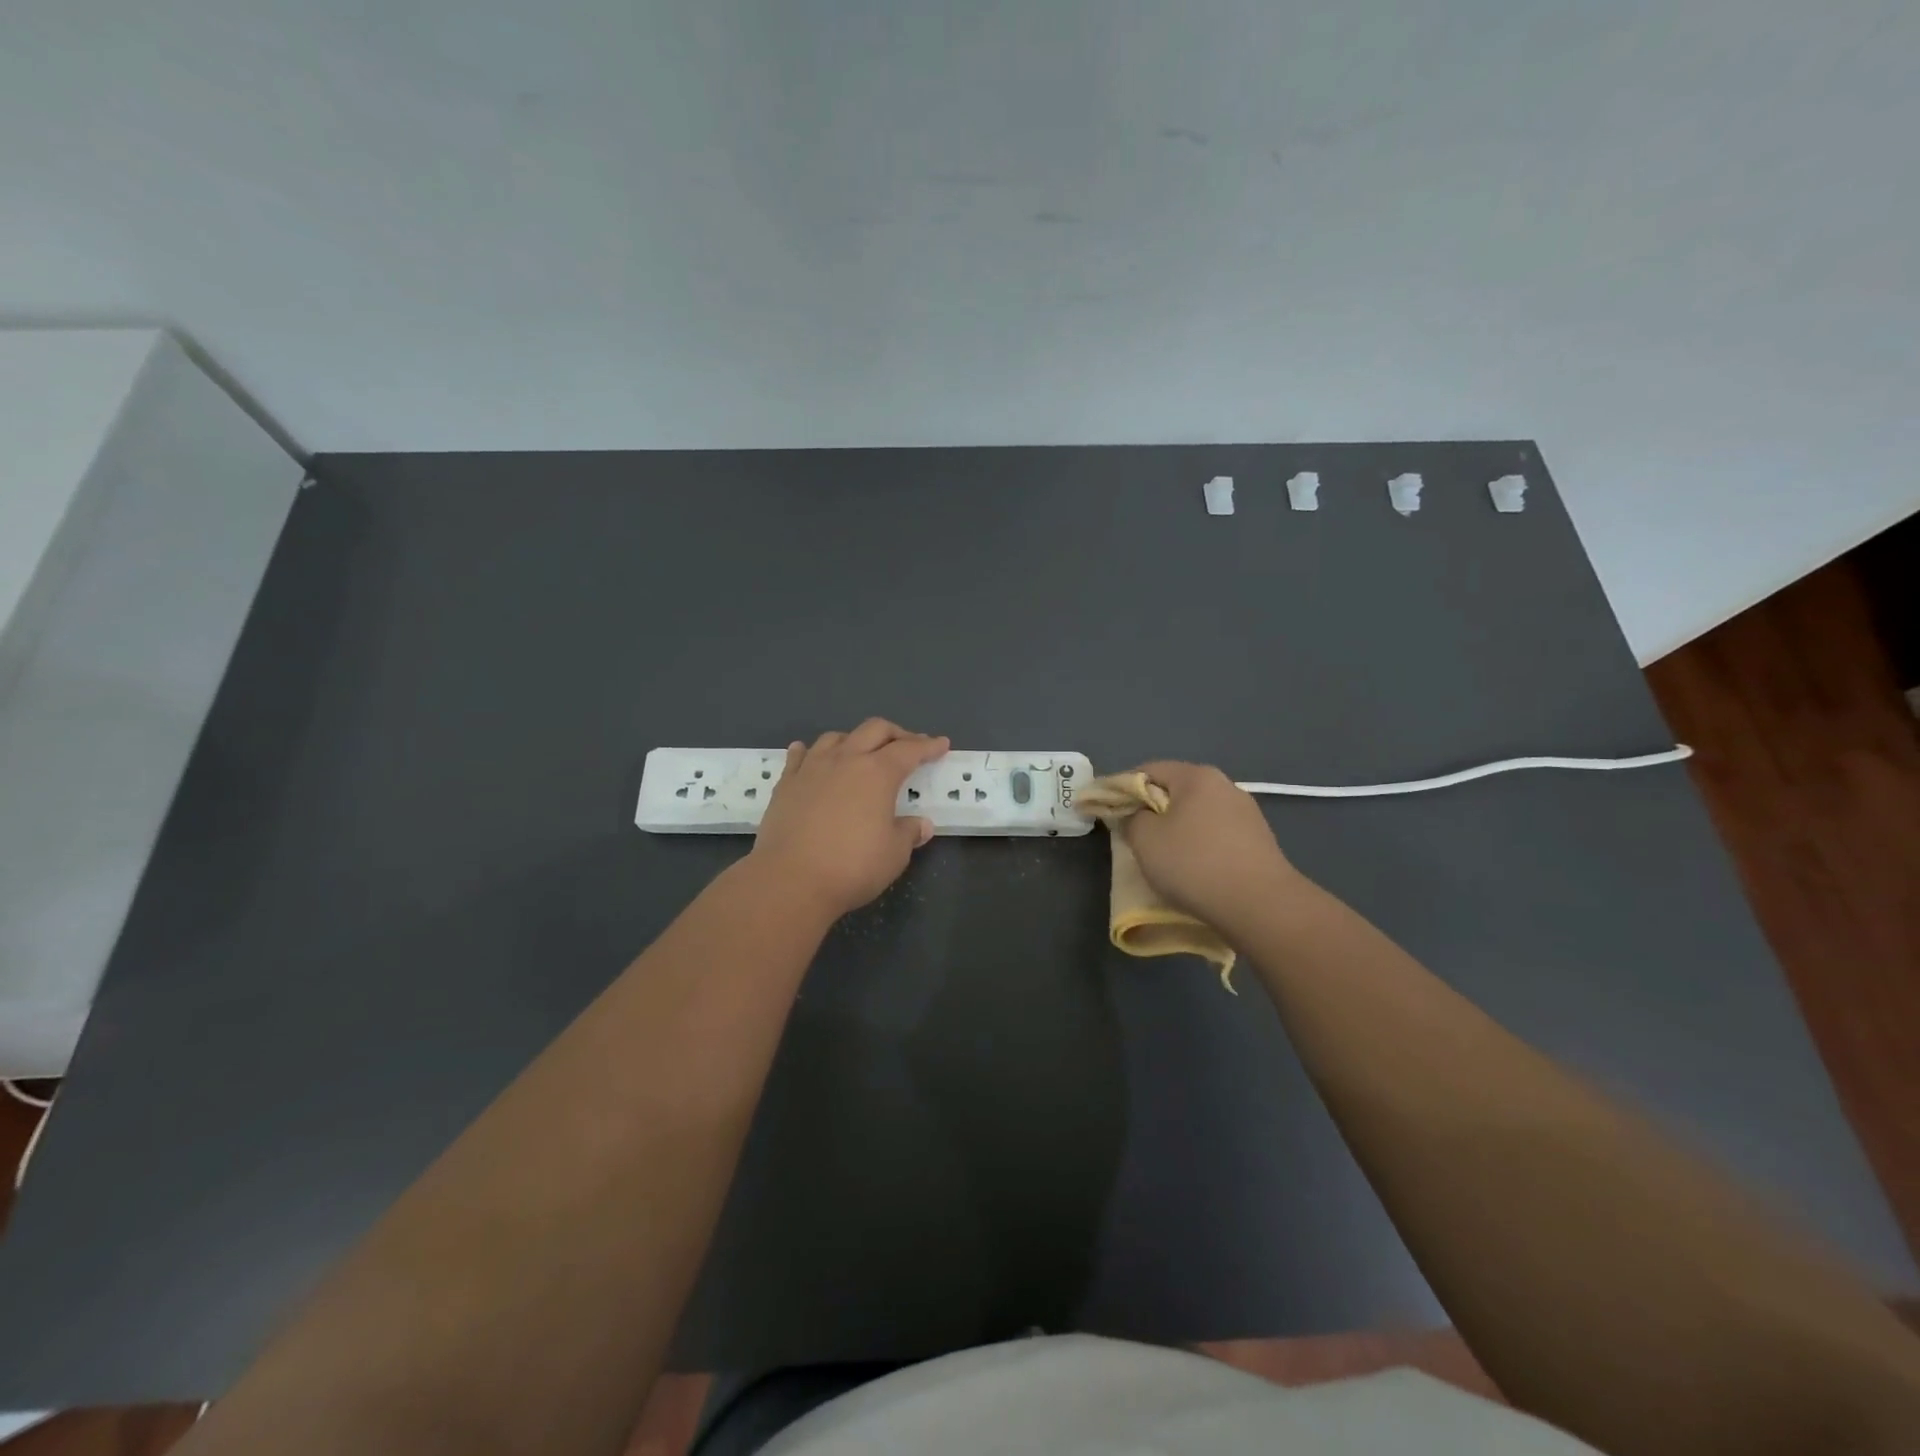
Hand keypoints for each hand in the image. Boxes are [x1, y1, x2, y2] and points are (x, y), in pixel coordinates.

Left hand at [748, 719, 949, 919]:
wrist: (789, 879)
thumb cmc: (852, 866)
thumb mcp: (894, 854)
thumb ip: (909, 833)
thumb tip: (920, 825)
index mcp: (878, 773)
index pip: (910, 750)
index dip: (928, 746)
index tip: (941, 744)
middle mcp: (846, 760)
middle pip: (875, 730)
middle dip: (897, 733)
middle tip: (909, 746)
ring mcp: (812, 768)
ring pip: (837, 737)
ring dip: (855, 740)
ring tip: (861, 753)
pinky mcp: (786, 783)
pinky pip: (800, 755)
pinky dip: (812, 751)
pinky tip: (811, 756)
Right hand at [1120, 761, 1306, 932]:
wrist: (1261, 906)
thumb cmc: (1194, 864)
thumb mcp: (1145, 839)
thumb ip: (1131, 819)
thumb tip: (1137, 815)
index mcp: (1197, 776)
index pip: (1148, 770)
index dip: (1121, 788)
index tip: (1106, 810)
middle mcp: (1225, 786)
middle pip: (1175, 791)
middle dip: (1150, 809)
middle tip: (1131, 834)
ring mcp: (1247, 814)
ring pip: (1197, 814)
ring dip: (1176, 829)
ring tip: (1162, 856)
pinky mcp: (1259, 842)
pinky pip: (1216, 835)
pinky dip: (1198, 846)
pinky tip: (1193, 869)